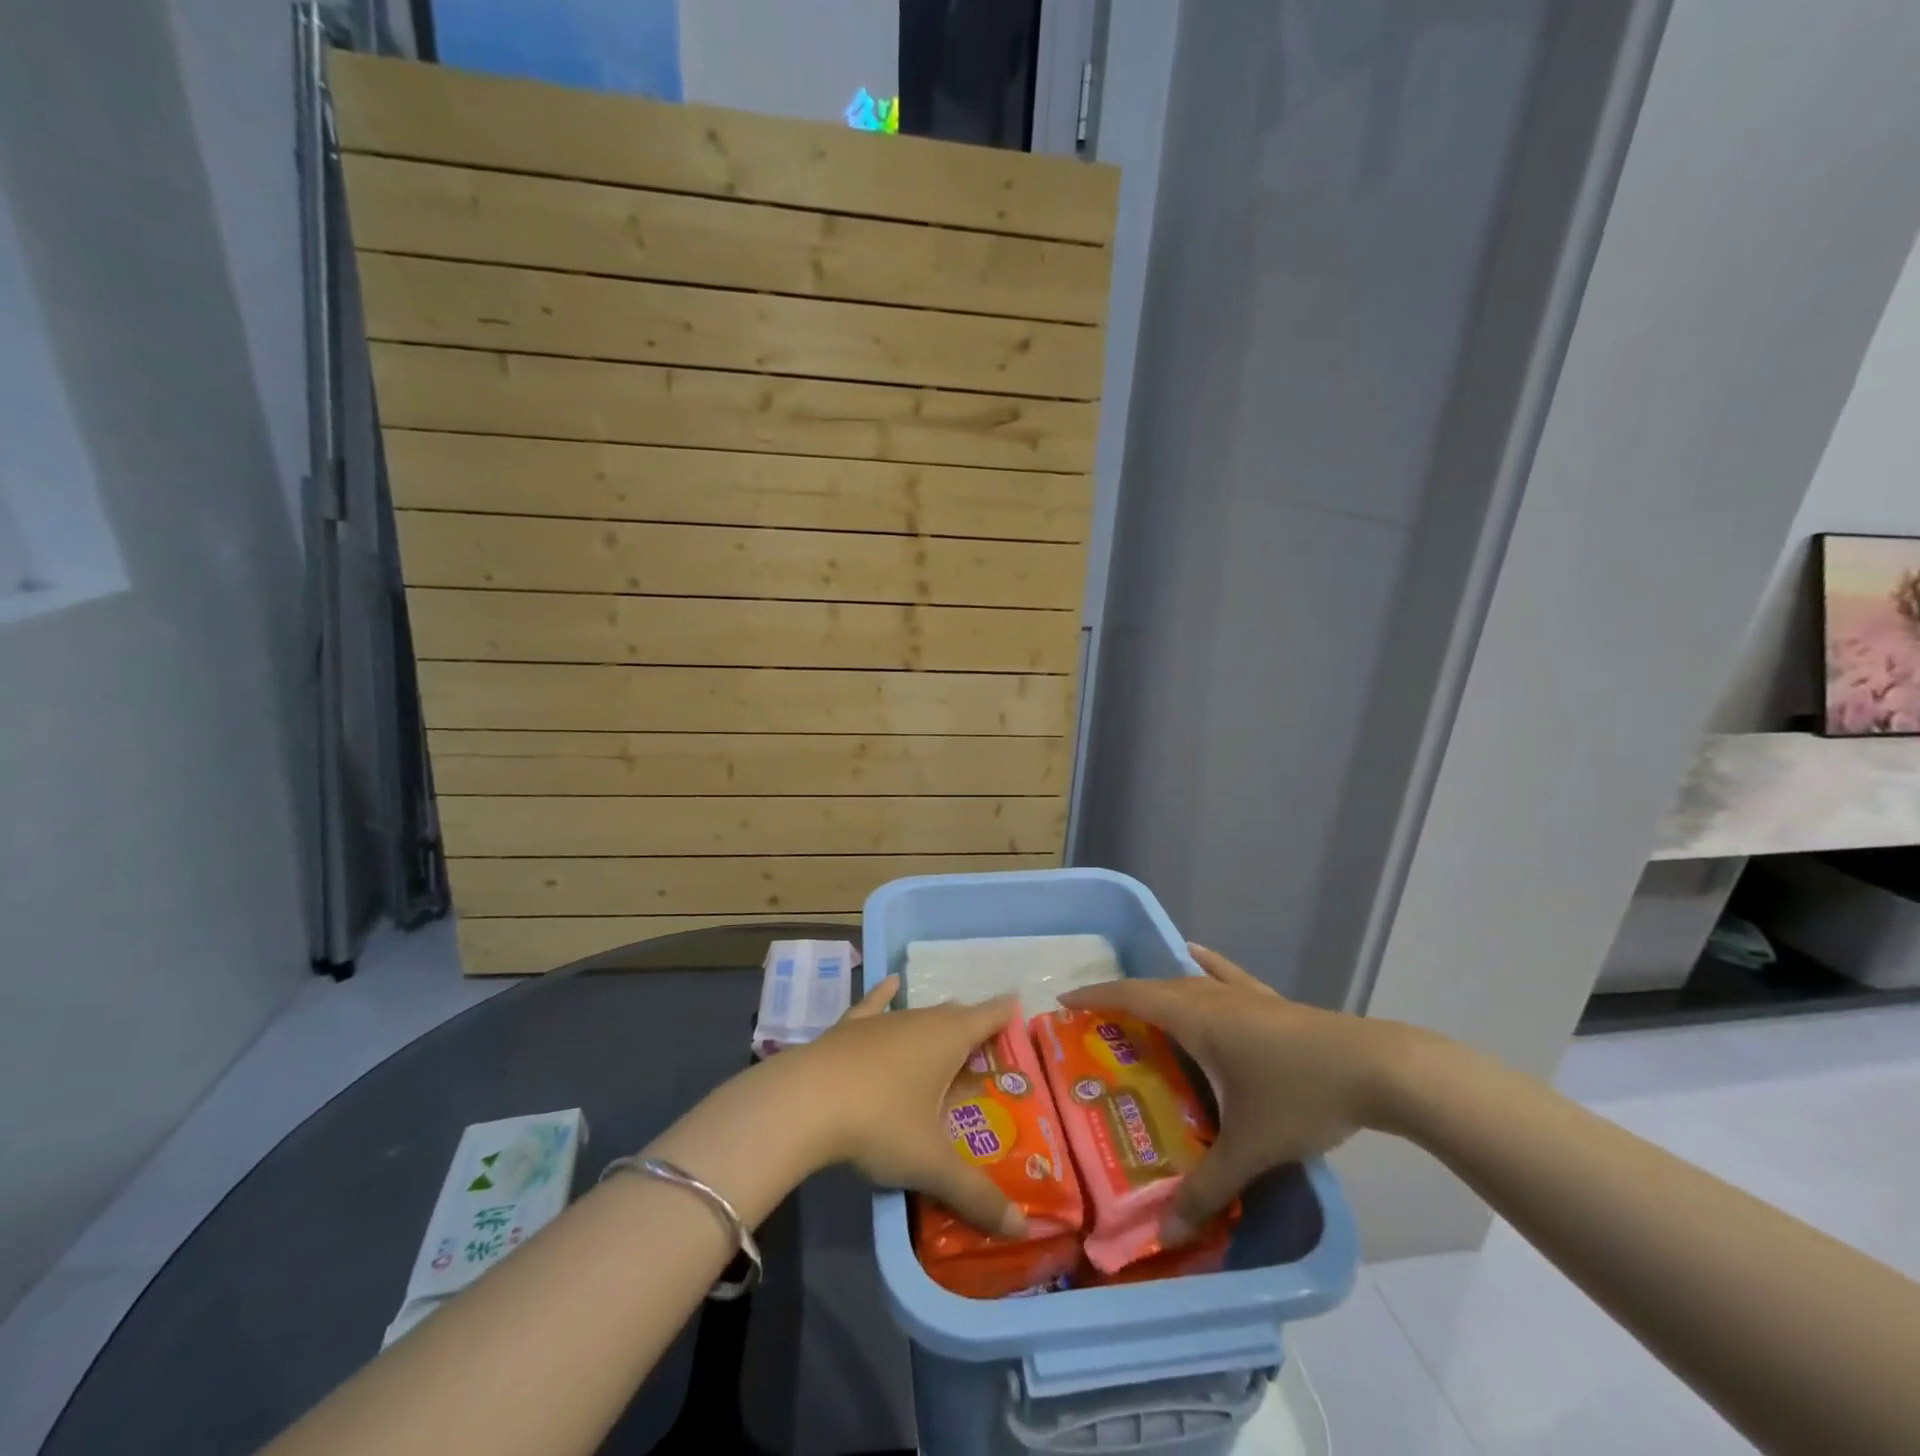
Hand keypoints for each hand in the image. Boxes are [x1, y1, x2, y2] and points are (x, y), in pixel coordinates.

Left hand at [786, 976, 1028, 1237]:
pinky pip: (874, 1005)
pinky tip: (890, 982)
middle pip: (954, 1015)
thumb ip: (976, 1195)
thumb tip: (1022, 1228)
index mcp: (948, 1039)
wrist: (804, 1102)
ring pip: (918, 1014)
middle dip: (972, 1026)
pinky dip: (885, 994)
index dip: (1005, 1013)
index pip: (988, 1017)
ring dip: (935, 1022)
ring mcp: (881, 1020)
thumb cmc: (880, 1123)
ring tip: (948, 1029)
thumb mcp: (931, 1164)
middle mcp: (919, 1019)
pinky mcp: (848, 1028)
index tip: (1019, 1007)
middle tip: (986, 1046)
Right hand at [1059, 944, 1412, 1240]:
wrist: (1378, 1069)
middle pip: (1154, 987)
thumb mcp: (1250, 1148)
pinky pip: (1224, 976)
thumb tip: (1167, 1231)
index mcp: (1196, 1019)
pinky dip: (1205, 965)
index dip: (1096, 997)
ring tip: (1136, 1003)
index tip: (1063, 1001)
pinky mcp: (1270, 1001)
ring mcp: (1243, 995)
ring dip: (1157, 988)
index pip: (1131, 997)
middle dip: (1120, 998)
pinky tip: (1197, 956)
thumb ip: (1207, 1187)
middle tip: (1095, 1021)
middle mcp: (1212, 998)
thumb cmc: (1301, 1096)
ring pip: (1187, 981)